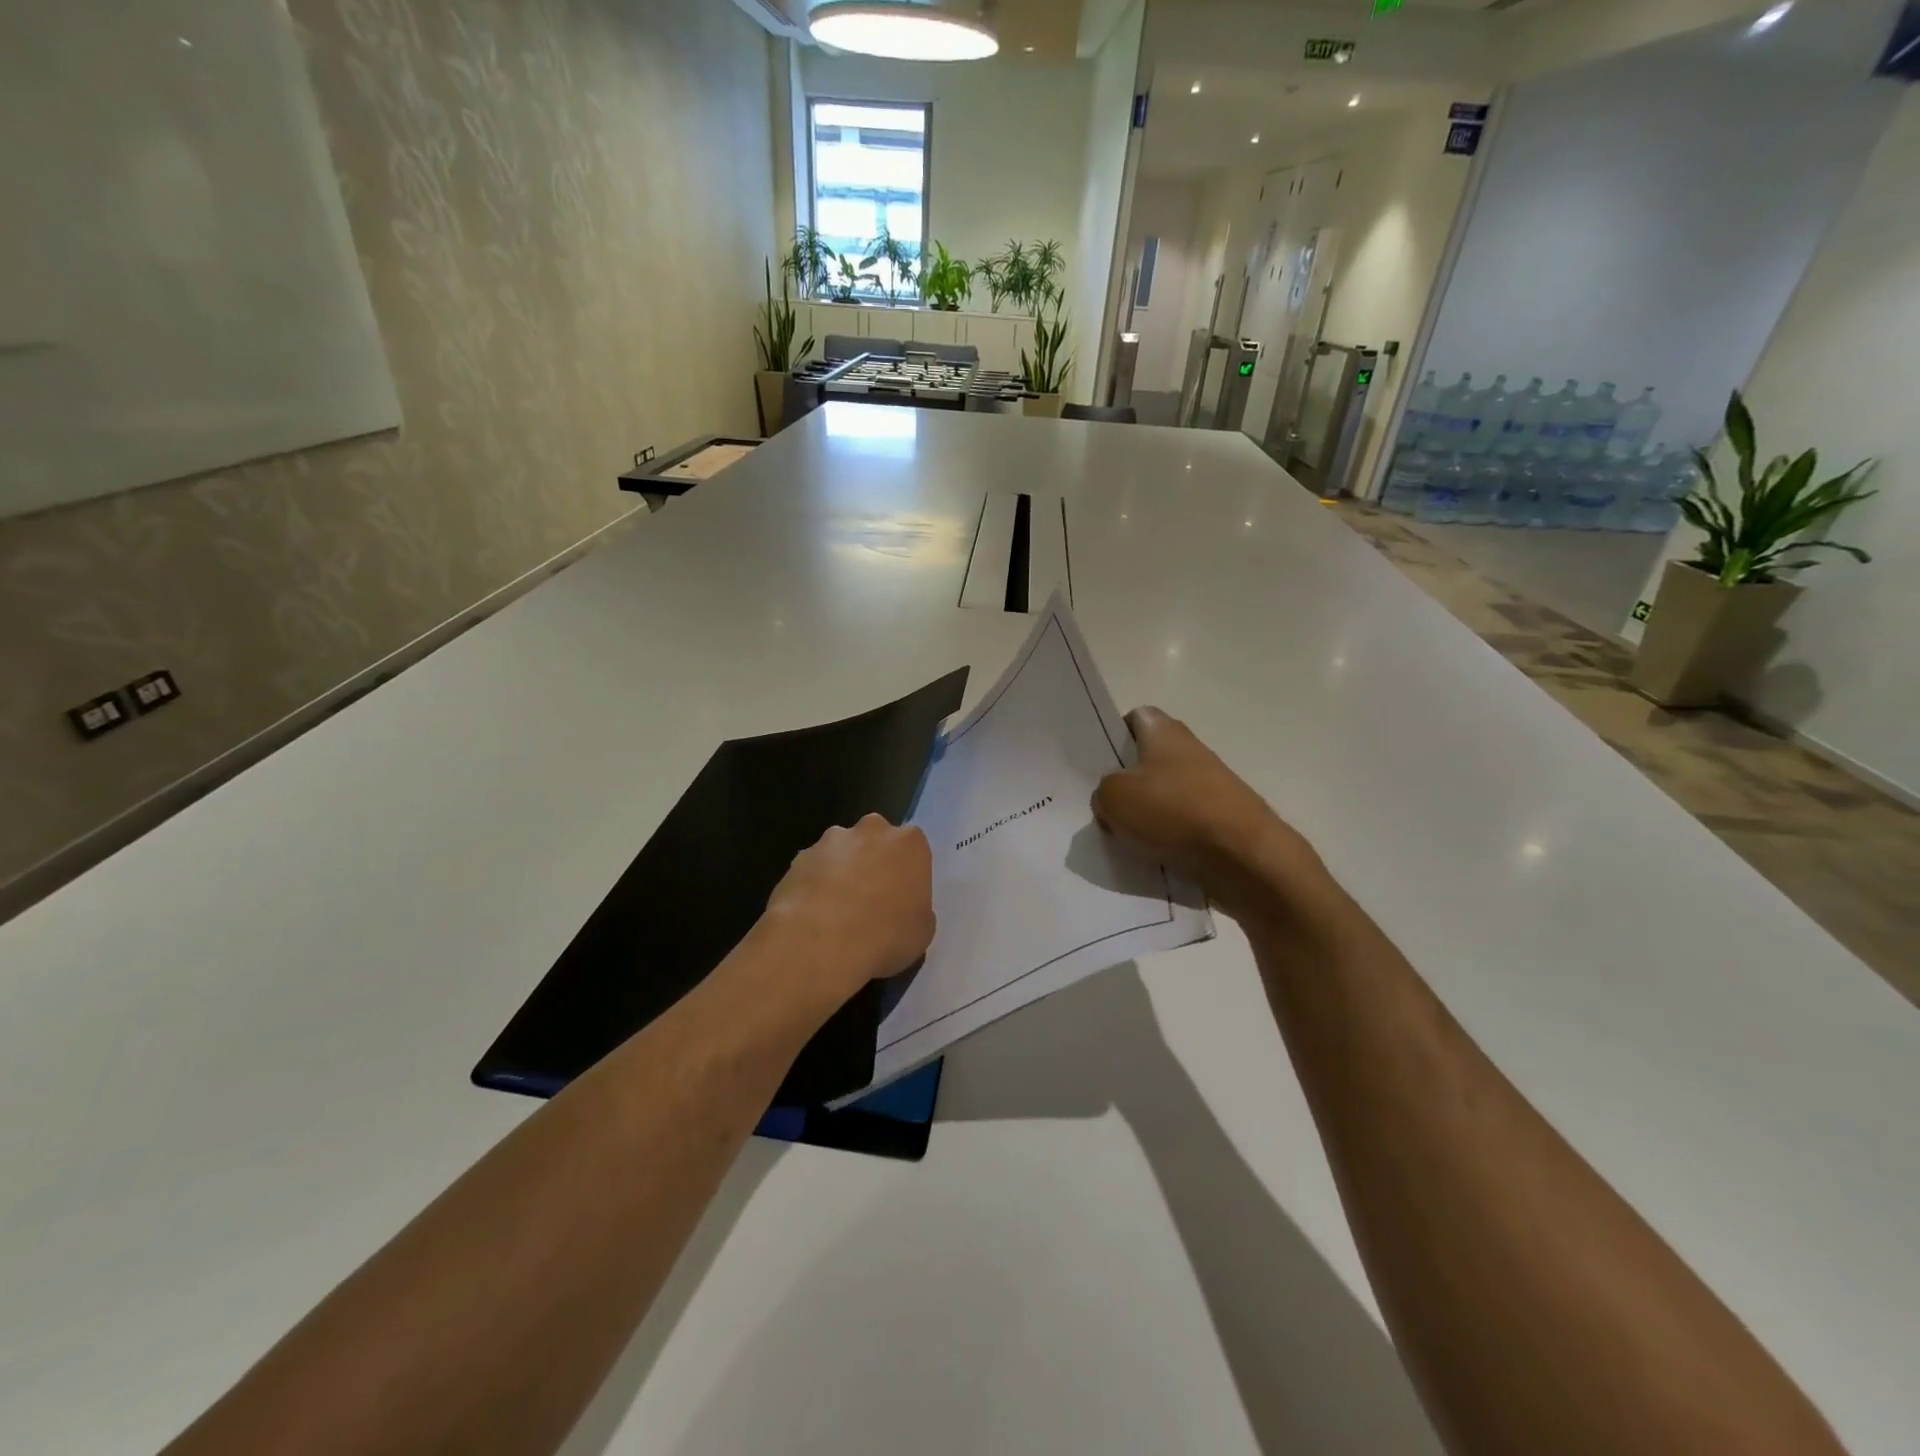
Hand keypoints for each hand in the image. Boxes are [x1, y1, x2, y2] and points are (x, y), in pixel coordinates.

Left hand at [758, 815, 935, 1013]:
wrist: (820, 942)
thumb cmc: (885, 935)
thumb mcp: (922, 932)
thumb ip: (917, 910)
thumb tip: (903, 910)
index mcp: (909, 843)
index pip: (913, 850)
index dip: (906, 875)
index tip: (901, 900)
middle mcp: (871, 830)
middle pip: (876, 841)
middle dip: (873, 863)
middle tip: (871, 902)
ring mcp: (831, 841)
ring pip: (841, 852)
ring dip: (841, 873)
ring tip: (836, 913)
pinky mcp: (799, 857)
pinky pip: (814, 870)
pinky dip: (815, 886)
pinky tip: (813, 917)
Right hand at [1093, 708, 1331, 922]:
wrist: (1244, 857)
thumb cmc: (1174, 812)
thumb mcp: (1114, 797)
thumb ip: (1103, 790)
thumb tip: (1112, 798)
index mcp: (1164, 732)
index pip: (1134, 718)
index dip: (1114, 736)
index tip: (1097, 762)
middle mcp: (1189, 751)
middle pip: (1148, 760)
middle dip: (1125, 781)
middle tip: (1102, 804)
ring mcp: (1209, 786)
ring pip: (1164, 795)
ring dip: (1145, 814)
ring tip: (1123, 837)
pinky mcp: (1221, 820)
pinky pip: (1181, 824)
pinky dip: (1166, 837)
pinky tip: (1151, 855)